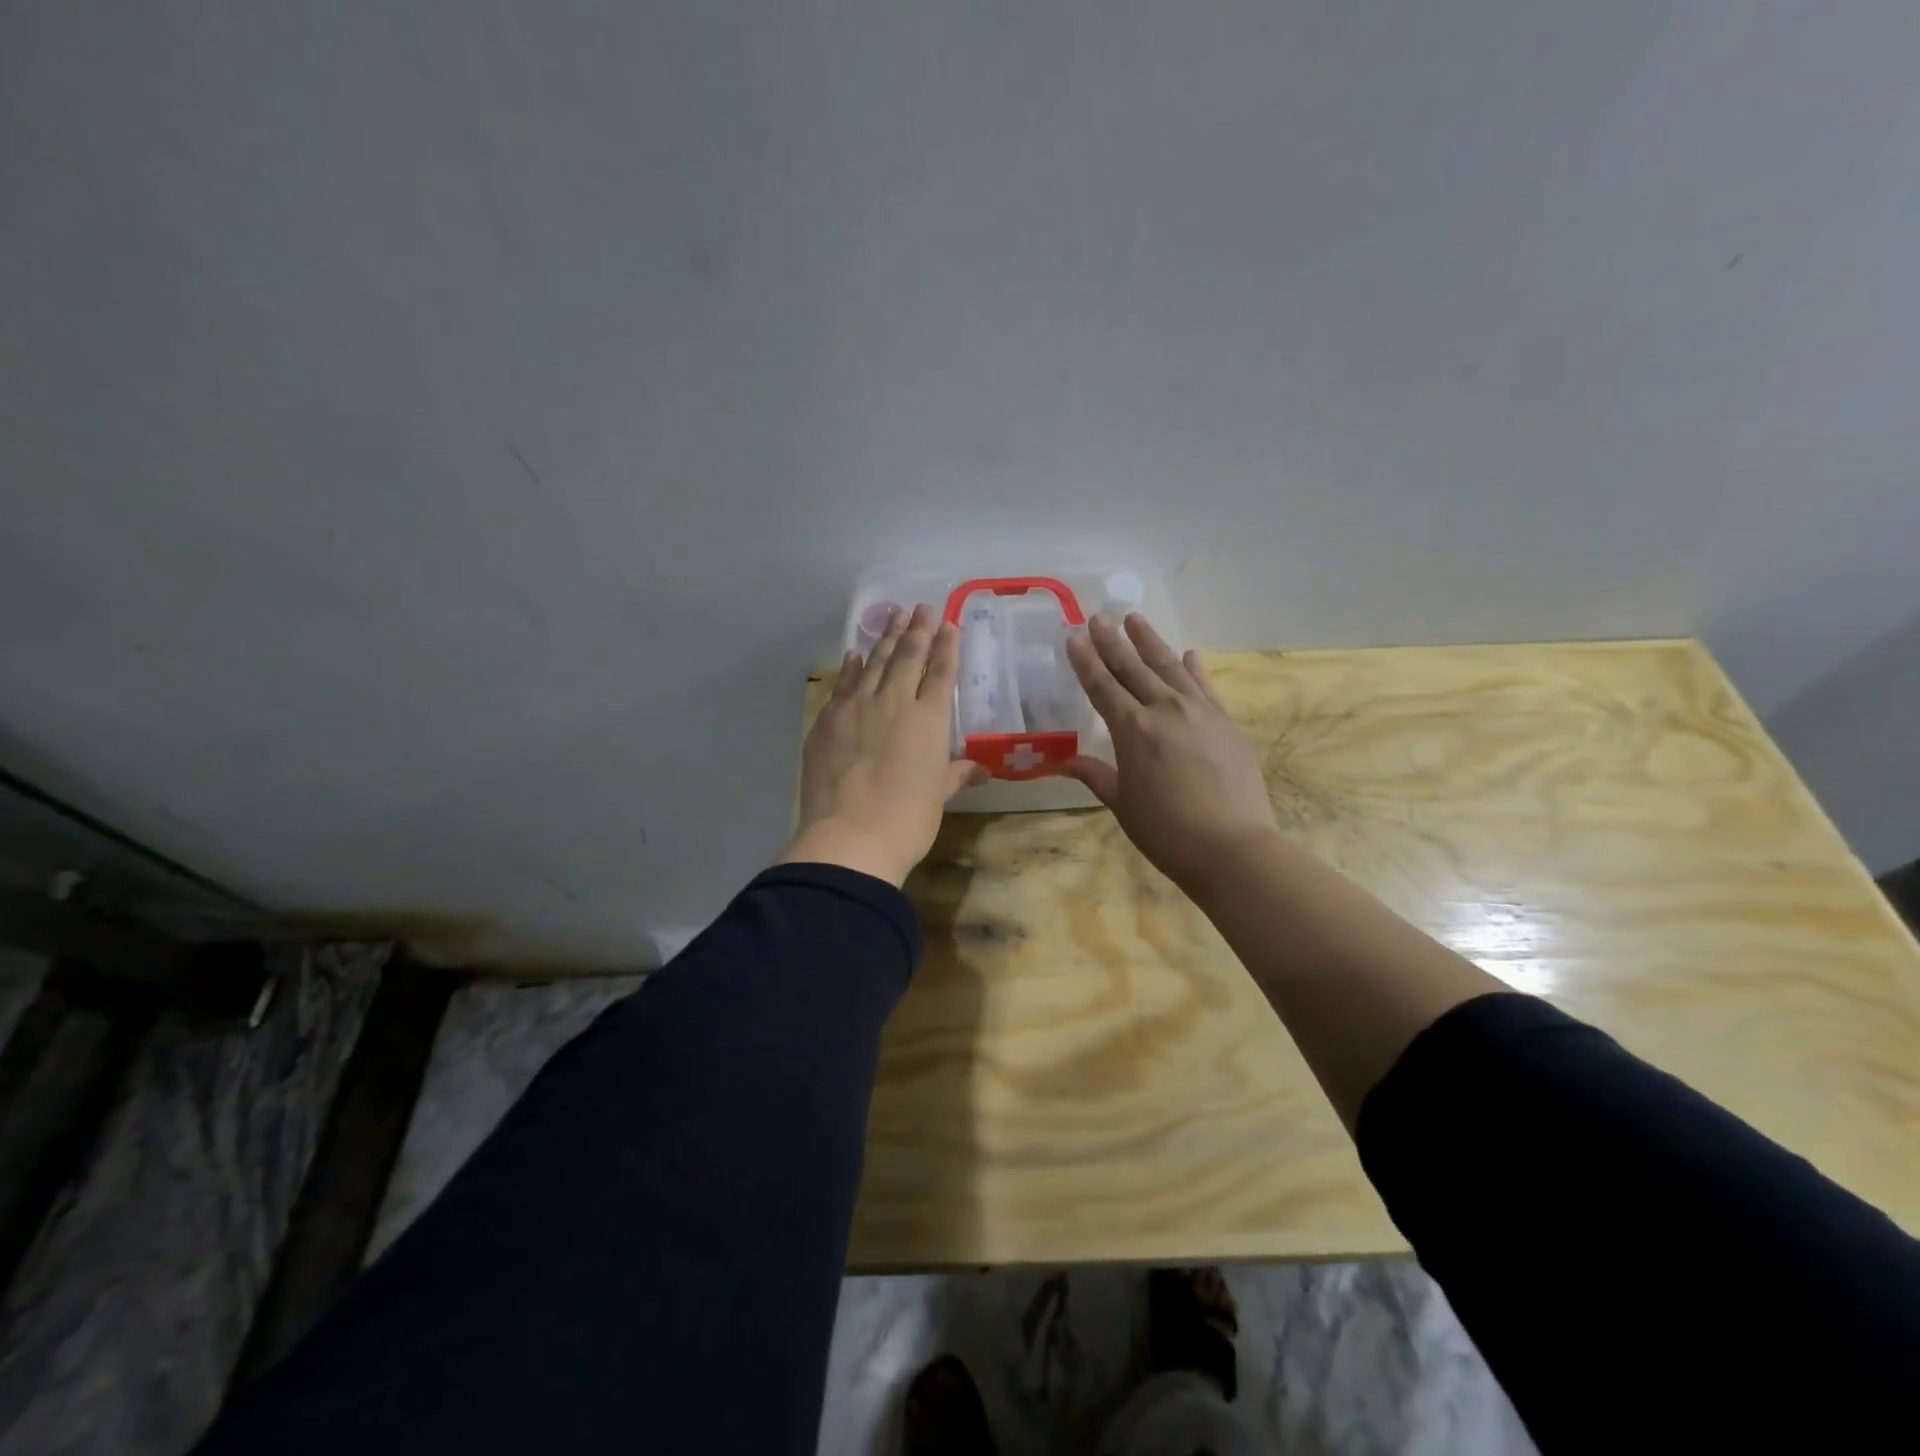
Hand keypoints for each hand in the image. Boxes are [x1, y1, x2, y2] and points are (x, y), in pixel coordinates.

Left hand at [781, 603, 987, 885]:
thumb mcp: (938, 796)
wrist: (850, 837)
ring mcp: (856, 708)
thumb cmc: (908, 820)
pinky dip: (850, 668)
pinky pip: (842, 685)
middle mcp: (894, 702)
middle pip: (907, 658)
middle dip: (917, 630)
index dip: (946, 647)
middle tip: (921, 607)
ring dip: (885, 639)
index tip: (948, 624)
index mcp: (929, 720)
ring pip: (874, 663)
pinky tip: (854, 655)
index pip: (940, 673)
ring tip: (893, 617)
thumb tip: (980, 768)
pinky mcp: (827, 721)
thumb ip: (956, 774)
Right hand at [1064, 613, 1280, 895]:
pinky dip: (1194, 668)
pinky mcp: (1225, 722)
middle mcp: (1164, 709)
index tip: (1074, 636)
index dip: (1086, 660)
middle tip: (1099, 616)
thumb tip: (1064, 761)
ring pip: (1169, 666)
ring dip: (1150, 642)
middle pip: (1133, 667)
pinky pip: (1205, 686)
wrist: (1232, 846)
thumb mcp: (1122, 803)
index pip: (1102, 685)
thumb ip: (1095, 775)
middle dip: (1113, 641)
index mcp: (1132, 729)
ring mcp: (1200, 711)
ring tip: (1135, 619)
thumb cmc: (1166, 830)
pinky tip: (1188, 654)